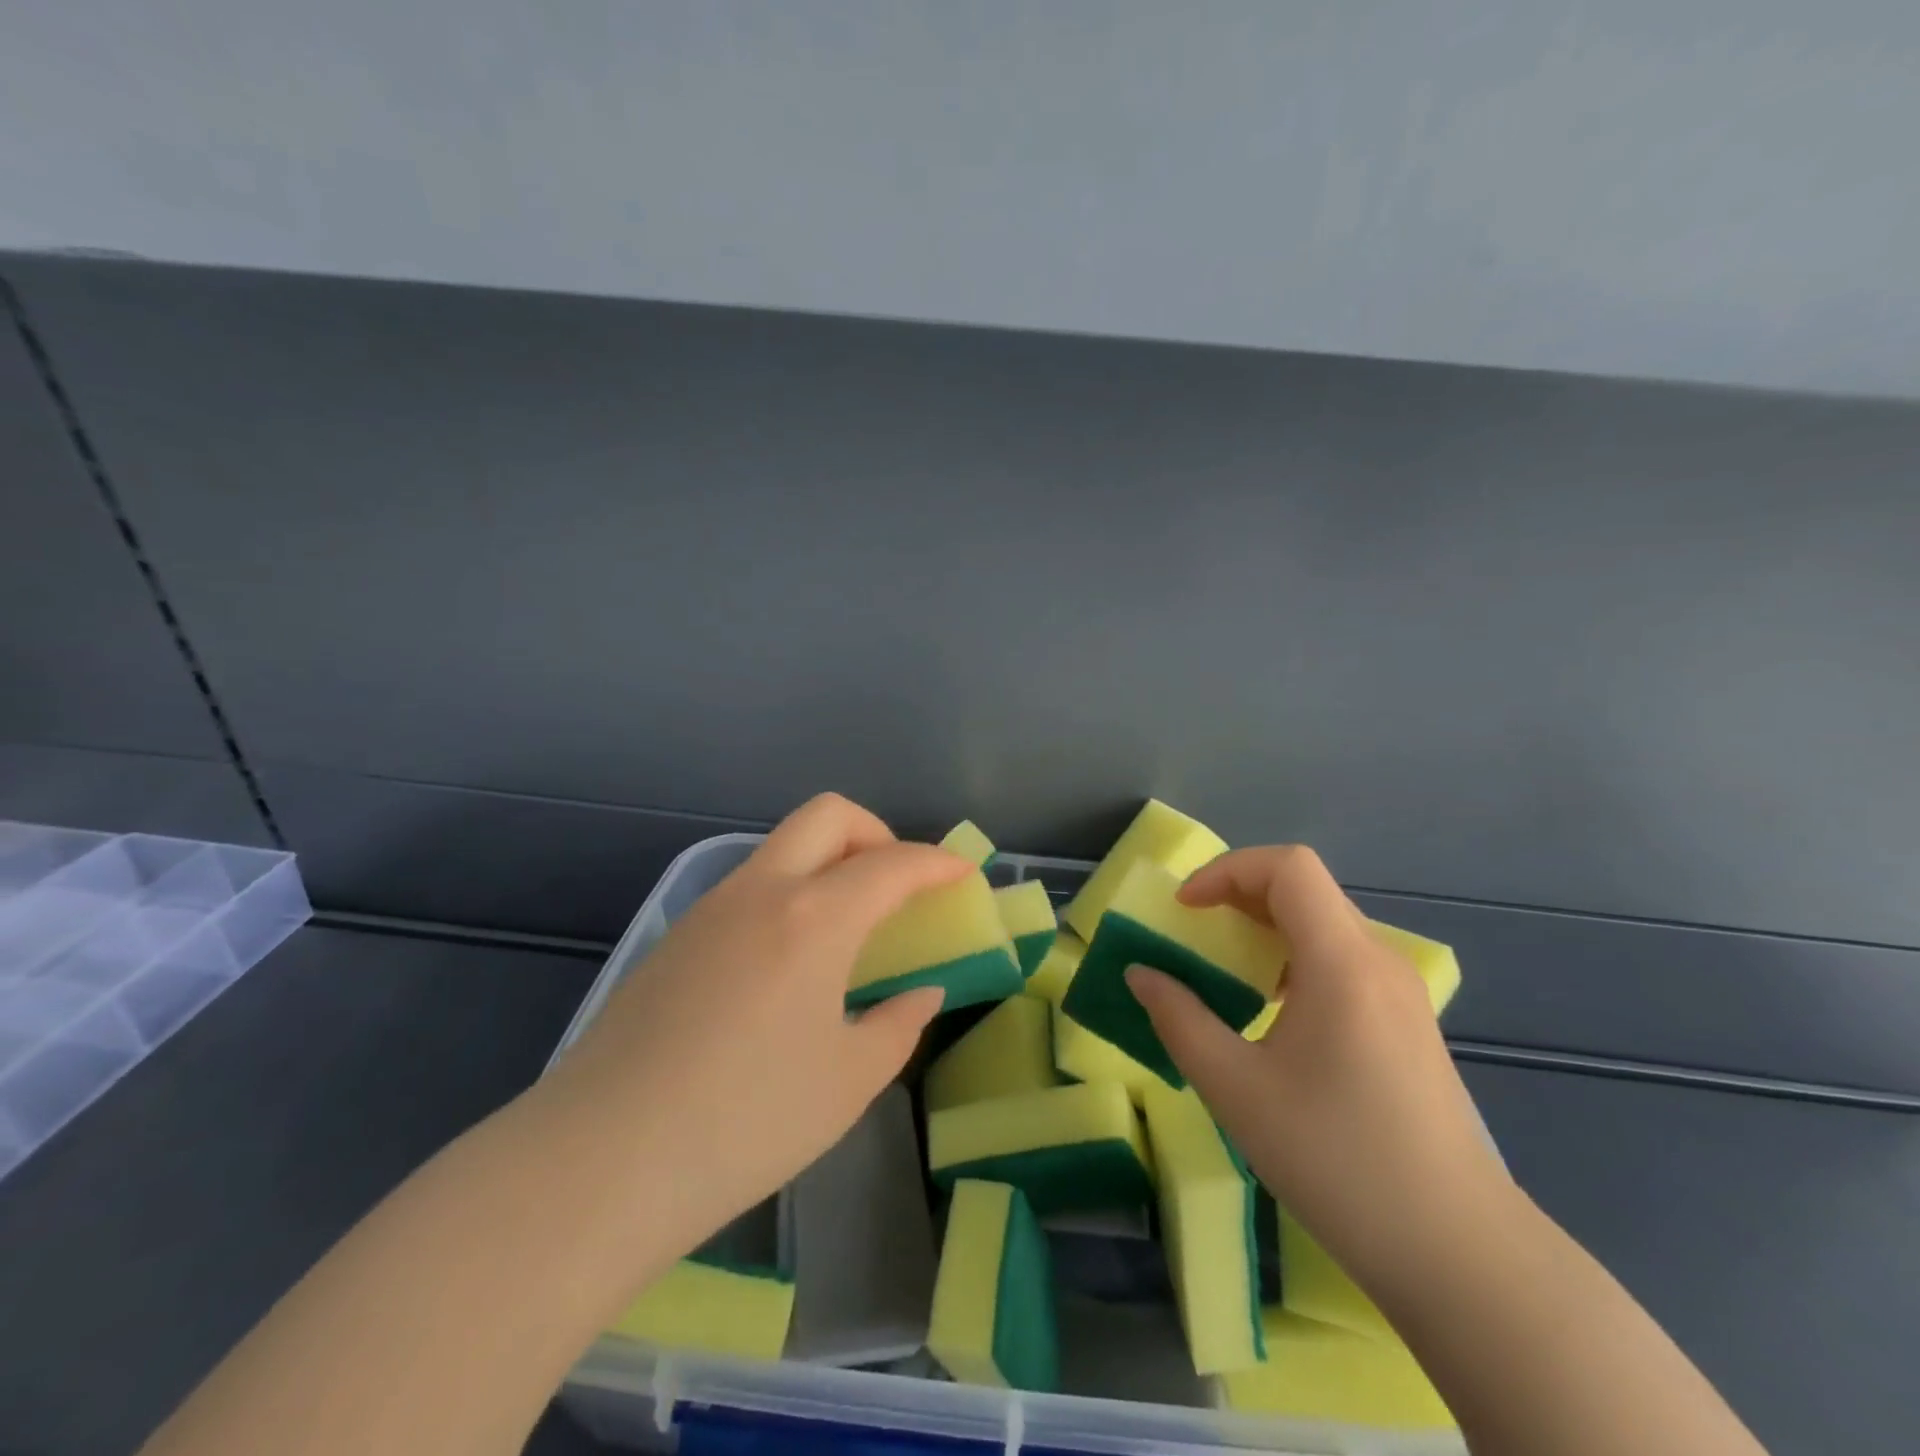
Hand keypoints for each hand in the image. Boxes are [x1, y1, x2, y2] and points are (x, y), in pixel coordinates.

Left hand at [540, 793, 968, 1267]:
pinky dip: (789, 894)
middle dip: (877, 833)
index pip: (892, 865)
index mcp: (814, 919)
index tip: (964, 876)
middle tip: (897, 886)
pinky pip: (749, 886)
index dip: (937, 864)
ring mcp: (710, 908)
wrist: (599, 1162)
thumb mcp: (848, 1083)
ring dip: (828, 863)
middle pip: (828, 816)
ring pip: (783, 847)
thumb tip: (920, 993)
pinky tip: (786, 964)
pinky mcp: (675, 936)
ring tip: (847, 930)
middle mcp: (762, 891)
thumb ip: (897, 1025)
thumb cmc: (744, 1123)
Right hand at [1126, 846, 1508, 1289]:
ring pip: (1324, 923)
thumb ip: (1179, 1020)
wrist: (1460, 1253)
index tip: (1186, 910)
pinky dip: (1293, 959)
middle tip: (1193, 933)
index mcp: (1342, 962)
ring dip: (1265, 928)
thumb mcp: (1237, 1089)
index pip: (1288, 867)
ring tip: (1224, 971)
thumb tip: (1141, 975)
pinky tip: (1272, 1012)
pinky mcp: (1408, 1023)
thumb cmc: (1338, 1161)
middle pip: (1305, 888)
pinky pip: (1341, 960)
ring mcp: (1400, 992)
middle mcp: (1378, 960)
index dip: (1226, 870)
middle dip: (1238, 895)